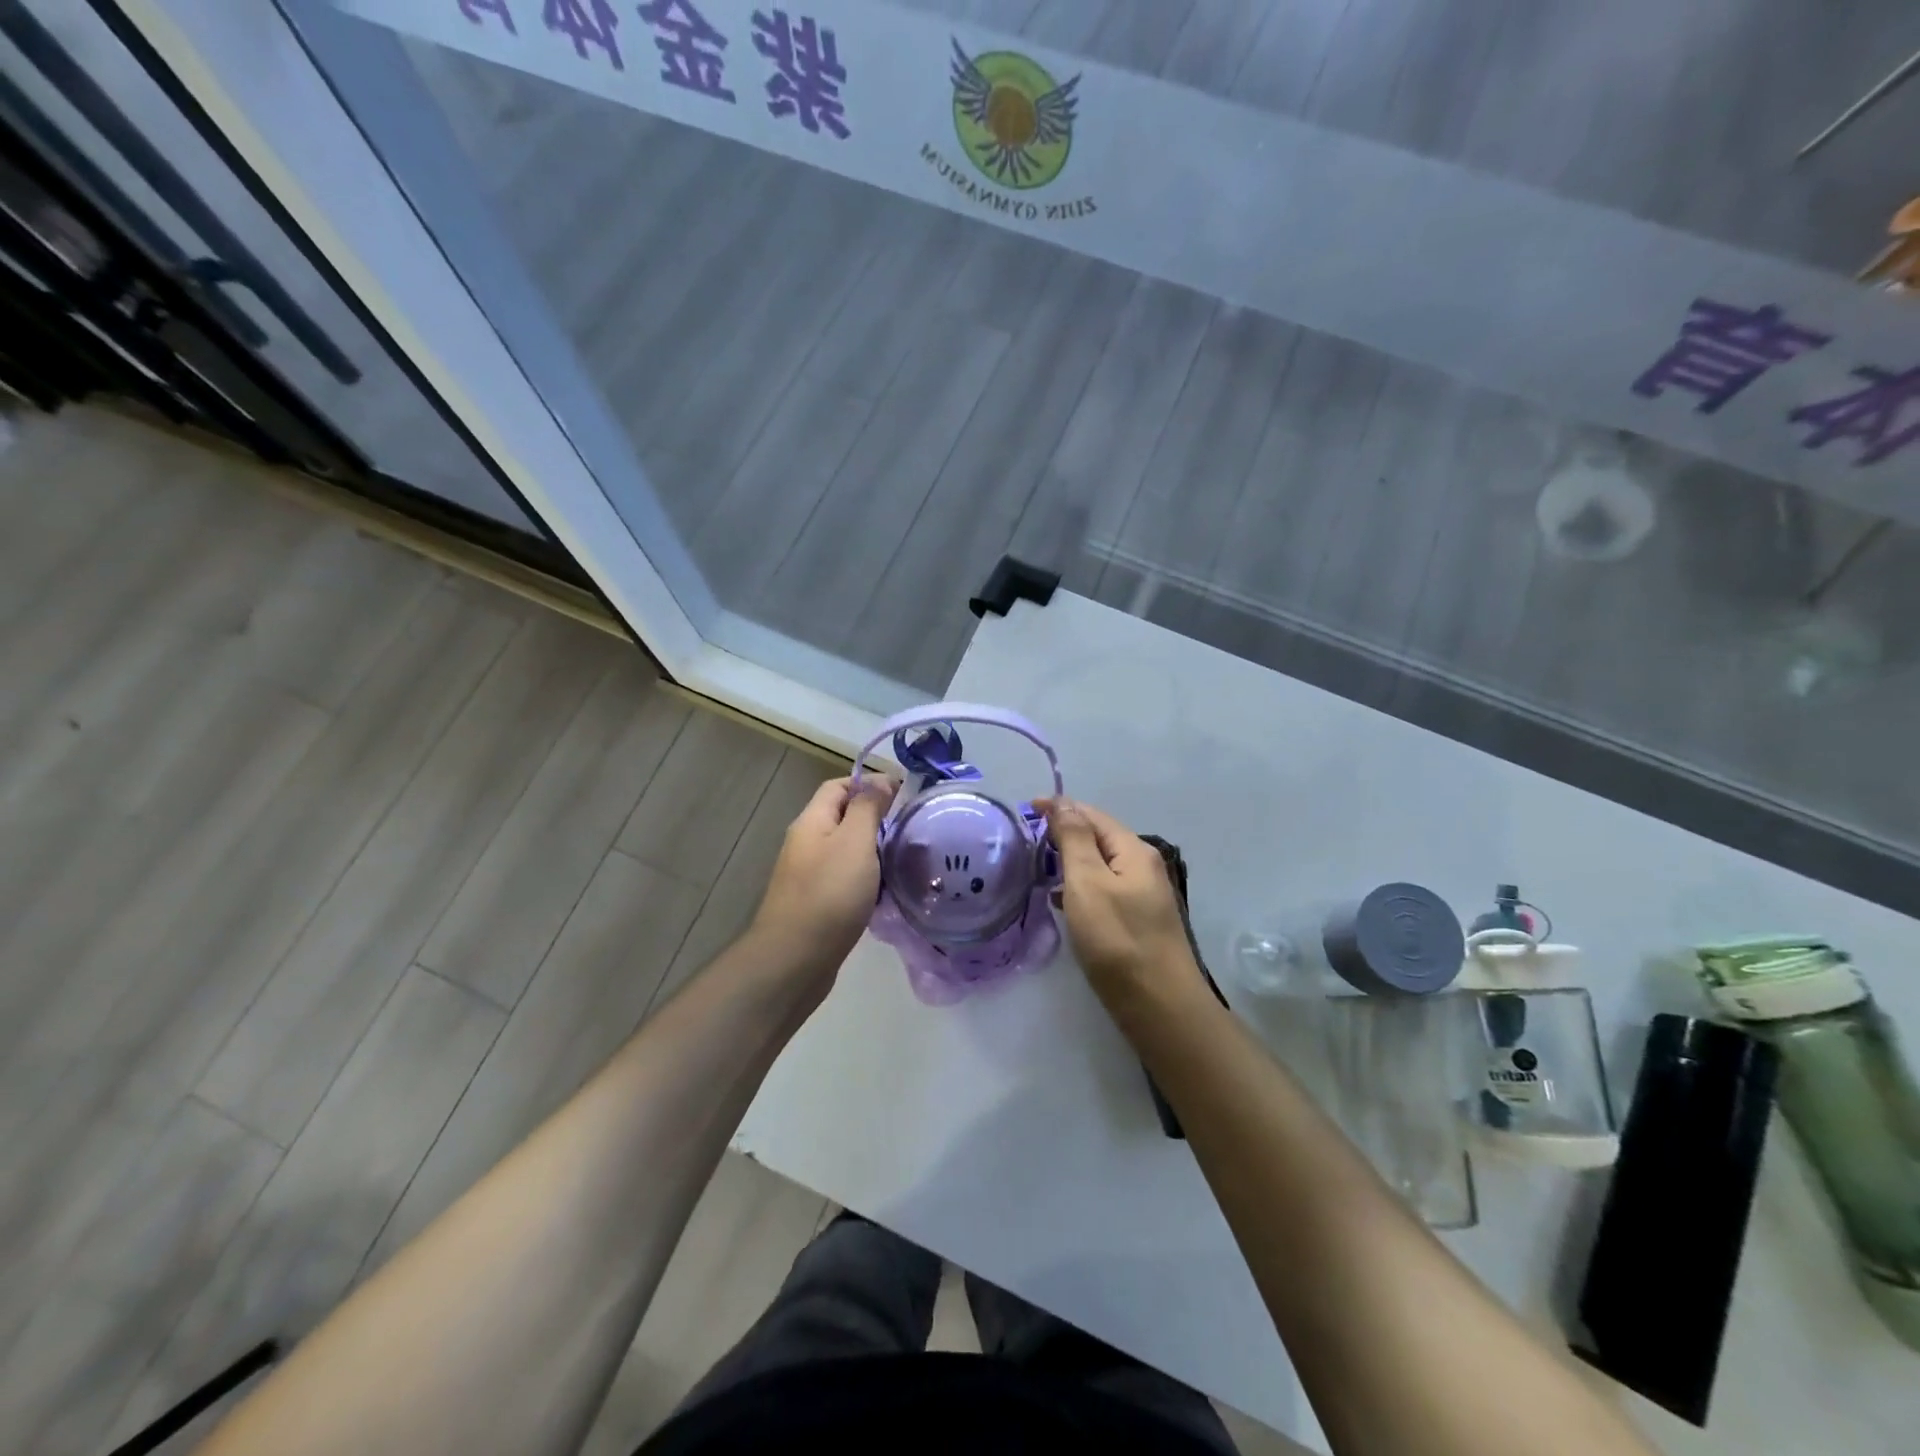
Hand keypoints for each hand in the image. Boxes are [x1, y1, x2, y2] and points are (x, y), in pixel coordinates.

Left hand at [750, 775, 896, 983]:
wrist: (795, 960)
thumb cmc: (829, 894)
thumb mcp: (854, 842)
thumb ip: (868, 808)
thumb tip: (881, 780)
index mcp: (812, 822)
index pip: (838, 786)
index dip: (869, 783)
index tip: (904, 793)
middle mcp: (807, 844)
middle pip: (842, 817)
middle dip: (875, 818)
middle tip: (910, 828)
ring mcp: (809, 876)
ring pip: (846, 851)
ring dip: (874, 851)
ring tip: (906, 858)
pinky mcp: (817, 904)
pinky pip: (846, 880)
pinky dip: (867, 880)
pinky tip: (887, 892)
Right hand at [1038, 797, 1202, 1008]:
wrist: (1159, 1004)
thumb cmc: (1117, 939)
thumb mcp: (1087, 883)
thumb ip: (1074, 839)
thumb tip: (1063, 801)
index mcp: (1133, 850)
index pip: (1092, 815)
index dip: (1060, 807)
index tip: (1025, 809)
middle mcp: (1142, 866)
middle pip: (1099, 836)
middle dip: (1064, 831)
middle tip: (1028, 838)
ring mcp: (1143, 895)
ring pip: (1100, 864)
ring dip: (1070, 859)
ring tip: (1038, 867)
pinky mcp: (1137, 921)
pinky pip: (1103, 889)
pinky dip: (1080, 886)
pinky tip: (1061, 900)